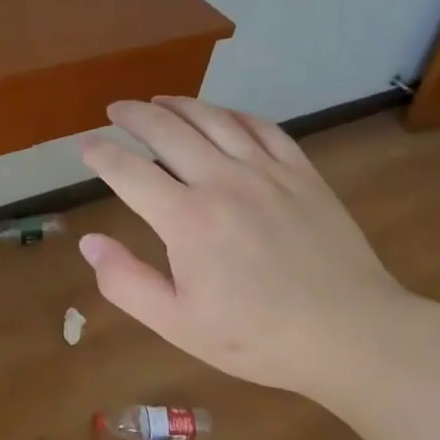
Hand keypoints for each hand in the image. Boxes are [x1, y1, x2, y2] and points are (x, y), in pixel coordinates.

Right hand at [77, 96, 419, 399]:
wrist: (354, 336)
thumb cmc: (259, 337)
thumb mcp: (179, 324)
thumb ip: (126, 282)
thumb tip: (89, 241)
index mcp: (186, 218)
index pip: (128, 170)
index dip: (100, 153)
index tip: (85, 146)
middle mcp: (221, 180)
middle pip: (166, 129)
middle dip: (133, 115)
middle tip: (116, 110)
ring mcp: (266, 171)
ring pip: (212, 118)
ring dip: (178, 104)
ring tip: (159, 101)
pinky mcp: (301, 173)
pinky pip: (261, 127)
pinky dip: (233, 114)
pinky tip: (222, 115)